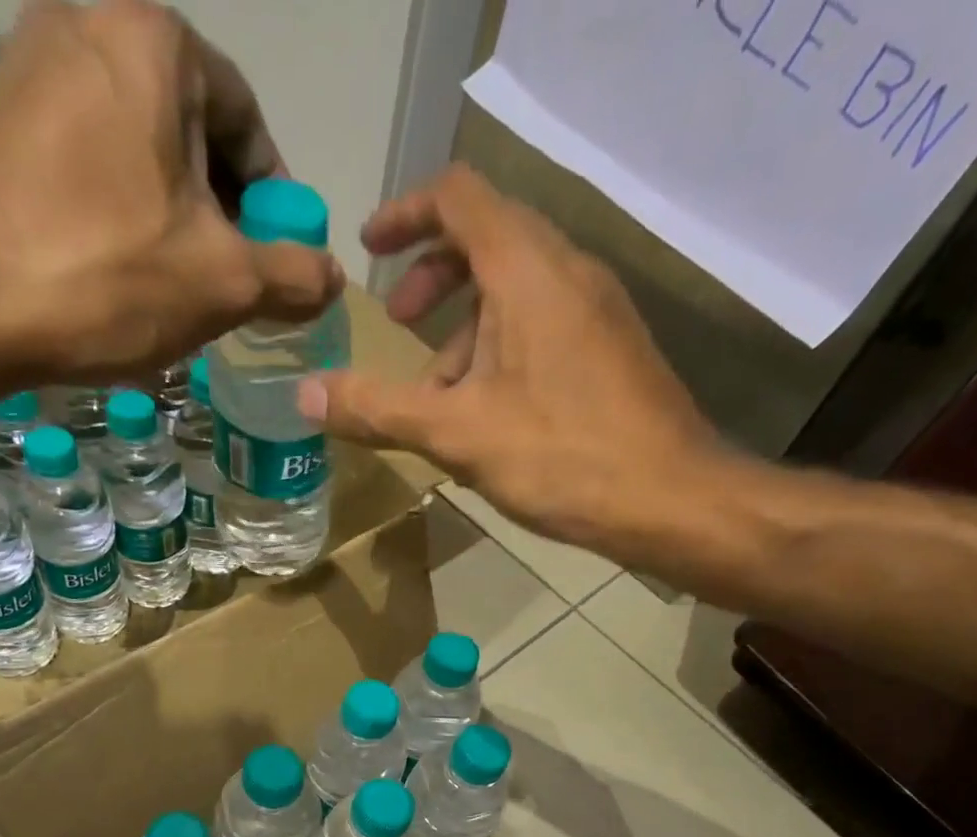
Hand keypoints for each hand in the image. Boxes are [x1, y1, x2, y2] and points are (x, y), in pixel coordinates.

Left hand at [0, 0, 342, 386]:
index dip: (274, 200)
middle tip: (230, 283)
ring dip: (173, 219)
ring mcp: (31, 66)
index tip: (278, 259)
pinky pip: (88, 162)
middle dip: (221, 212)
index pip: (247, 121)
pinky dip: (120, 214)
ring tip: (176, 288)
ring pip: (139, 151)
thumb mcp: (225, 282)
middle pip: (191, 133)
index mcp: (156, 41)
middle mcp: (88, 22)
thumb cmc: (108, 275)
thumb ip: (294, 274)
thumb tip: (333, 278)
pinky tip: (121, 273)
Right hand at [301, 166, 730, 568]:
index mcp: (526, 269)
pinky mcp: (611, 348)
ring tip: (438, 395)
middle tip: (398, 325)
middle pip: (486, 240)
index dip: (405, 214)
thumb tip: (305, 395)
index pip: (457, 197)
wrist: (670, 499)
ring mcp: (597, 309)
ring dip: (465, 327)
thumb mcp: (458, 434)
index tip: (368, 249)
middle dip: (431, 277)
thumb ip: (379, 409)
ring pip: (515, 290)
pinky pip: (544, 324)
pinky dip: (501, 348)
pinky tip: (488, 414)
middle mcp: (567, 271)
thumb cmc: (561, 456)